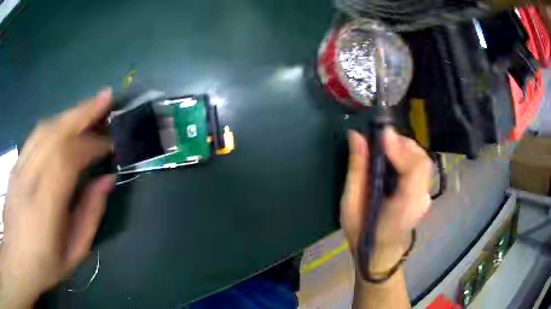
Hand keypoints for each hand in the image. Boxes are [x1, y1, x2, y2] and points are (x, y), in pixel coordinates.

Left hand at [0, 89, 114, 307]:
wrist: (16, 254)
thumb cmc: (43, 264)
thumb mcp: (73, 253)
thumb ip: (90, 216)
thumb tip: (107, 181)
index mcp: (44, 209)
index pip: (66, 161)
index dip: (91, 145)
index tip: (110, 144)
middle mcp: (28, 179)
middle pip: (54, 134)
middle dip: (83, 112)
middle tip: (107, 98)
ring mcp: (19, 167)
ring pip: (45, 129)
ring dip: (71, 113)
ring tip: (92, 104)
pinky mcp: (17, 162)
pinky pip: (37, 135)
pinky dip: (56, 123)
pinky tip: (67, 123)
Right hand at [341, 128, 431, 275]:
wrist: (380, 255)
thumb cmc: (362, 234)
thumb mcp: (350, 206)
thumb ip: (357, 170)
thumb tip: (356, 136)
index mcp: (403, 207)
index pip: (414, 171)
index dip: (401, 149)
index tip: (382, 134)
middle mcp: (420, 200)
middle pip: (422, 161)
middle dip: (402, 144)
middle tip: (379, 138)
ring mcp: (425, 197)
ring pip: (423, 161)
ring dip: (405, 147)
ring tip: (384, 145)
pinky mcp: (423, 193)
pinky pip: (419, 167)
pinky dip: (407, 155)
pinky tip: (393, 156)